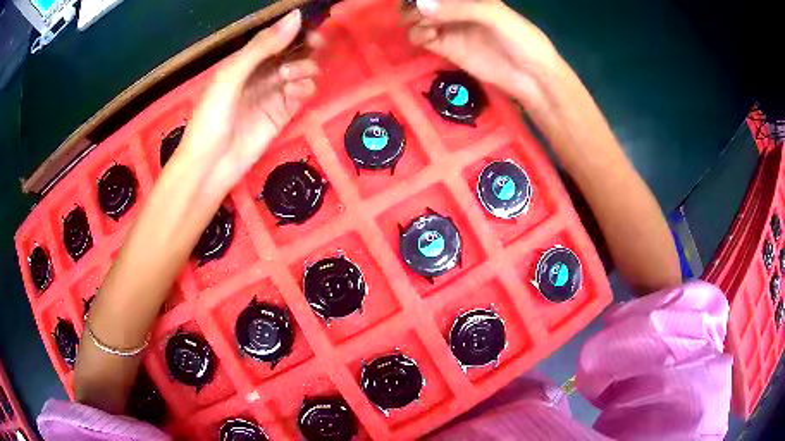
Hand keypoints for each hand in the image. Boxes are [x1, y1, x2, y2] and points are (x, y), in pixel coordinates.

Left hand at [178, 10, 319, 195]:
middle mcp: (262, 73)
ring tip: (289, 79)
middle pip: (294, 52)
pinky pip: (303, 93)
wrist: (210, 165)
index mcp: (246, 60)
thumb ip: (262, 47)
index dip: (297, 30)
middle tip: (313, 47)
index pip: (278, 37)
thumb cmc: (212, 117)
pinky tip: (294, 92)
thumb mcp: (231, 76)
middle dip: (307, 47)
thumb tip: (297, 16)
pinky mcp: (283, 114)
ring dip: (304, 68)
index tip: (310, 30)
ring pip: (302, 70)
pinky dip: (305, 88)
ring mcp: (273, 93)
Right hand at [408, 0, 561, 105]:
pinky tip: (430, 37)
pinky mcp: (445, 47)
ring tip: (428, 25)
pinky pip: (420, 36)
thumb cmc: (521, 39)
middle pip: (422, 2)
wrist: (531, 77)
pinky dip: (418, 34)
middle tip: (419, 12)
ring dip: (413, 17)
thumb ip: (458, 8)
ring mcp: (449, 27)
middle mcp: (455, 8)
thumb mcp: (494, 15)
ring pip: (416, 16)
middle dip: (413, 3)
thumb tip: (419, 6)